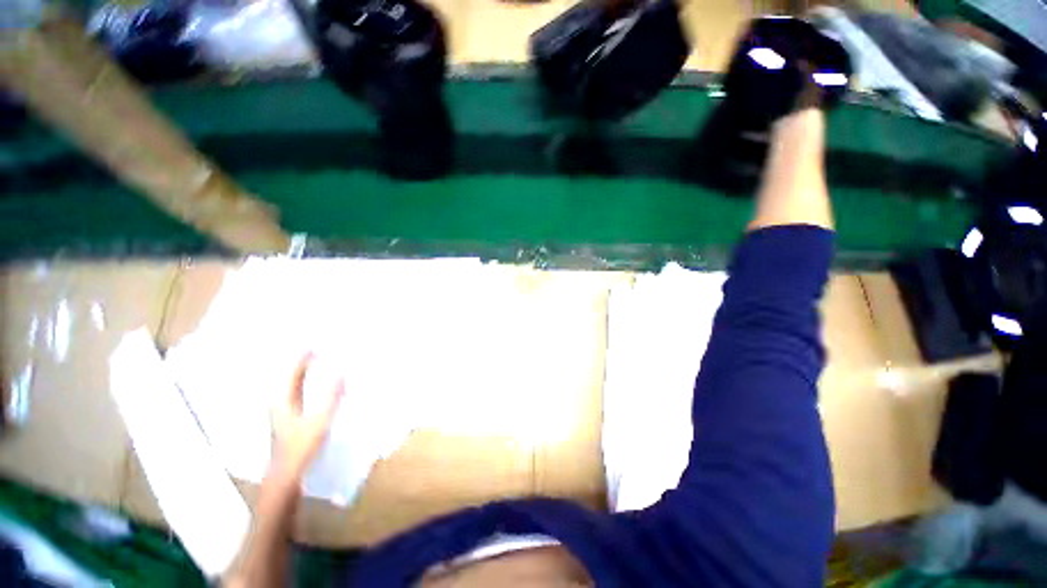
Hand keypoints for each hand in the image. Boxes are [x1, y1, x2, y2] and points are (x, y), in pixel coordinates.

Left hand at [269, 353, 343, 483]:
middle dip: (304, 357)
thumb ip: (331, 397)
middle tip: (322, 343)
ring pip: (294, 380)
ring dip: (306, 367)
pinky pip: (300, 388)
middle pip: (291, 372)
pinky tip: (318, 378)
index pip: (292, 369)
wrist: (286, 474)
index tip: (318, 339)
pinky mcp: (291, 413)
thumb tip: (341, 372)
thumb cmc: (300, 447)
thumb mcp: (319, 421)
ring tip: (321, 355)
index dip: (304, 353)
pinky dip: (308, 378)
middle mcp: (280, 399)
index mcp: (282, 398)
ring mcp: (284, 406)